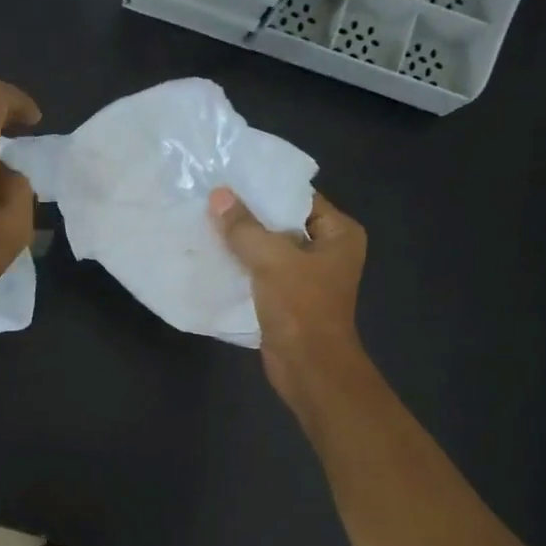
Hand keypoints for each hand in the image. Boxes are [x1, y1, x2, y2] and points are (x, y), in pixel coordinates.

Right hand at [209, 186, 369, 412]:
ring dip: (242, 242)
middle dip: (249, 215)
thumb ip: (244, 227)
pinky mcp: (287, 298)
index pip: (299, 198)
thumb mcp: (271, 260)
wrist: (308, 367)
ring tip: (206, 222)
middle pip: (282, 222)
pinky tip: (213, 255)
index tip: (230, 178)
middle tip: (212, 198)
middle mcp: (327, 250)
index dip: (266, 188)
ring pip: (269, 249)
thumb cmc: (301, 308)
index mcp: (339, 234)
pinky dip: (242, 266)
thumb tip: (218, 196)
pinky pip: (261, 272)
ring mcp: (307, 276)